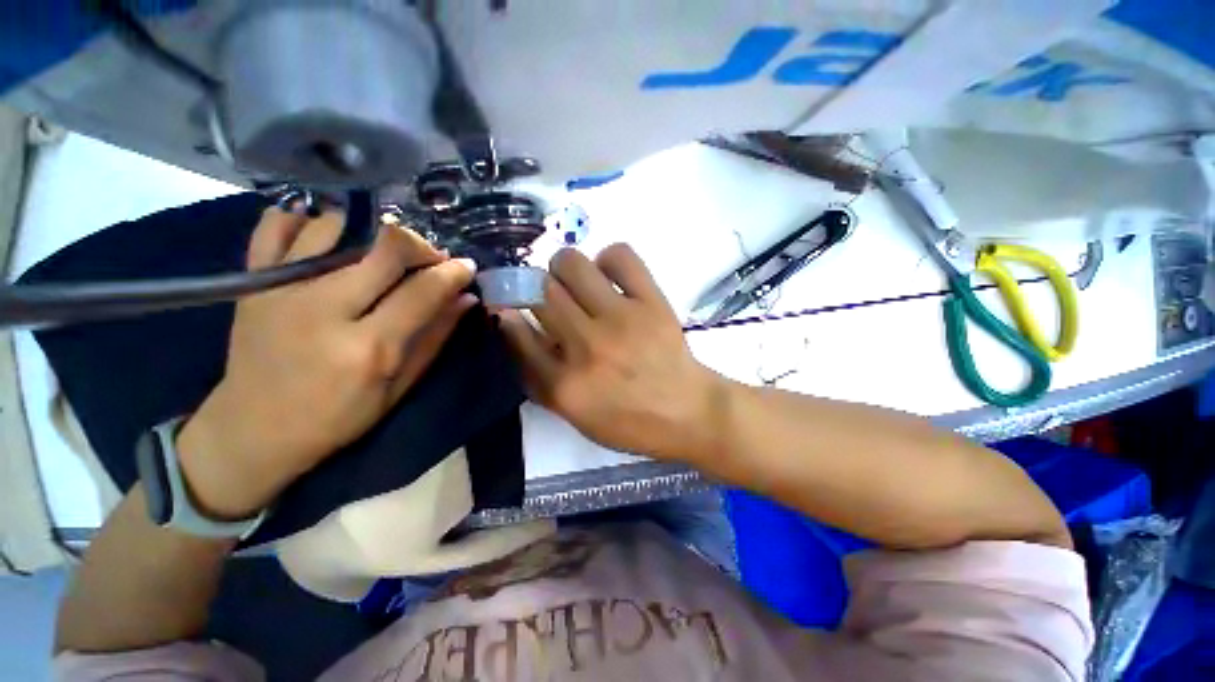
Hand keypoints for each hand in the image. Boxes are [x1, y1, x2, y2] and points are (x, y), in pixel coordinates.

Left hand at [177, 207, 476, 518]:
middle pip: (386, 248)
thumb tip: (465, 299)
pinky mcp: (252, 281)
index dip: (453, 273)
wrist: (251, 430)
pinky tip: (331, 233)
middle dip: (421, 246)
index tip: (466, 267)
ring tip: (386, 252)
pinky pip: (276, 225)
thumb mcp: (398, 388)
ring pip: (338, 227)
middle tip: (431, 259)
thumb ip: (434, 339)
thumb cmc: (336, 417)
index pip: (423, 291)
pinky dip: (307, 218)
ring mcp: (281, 288)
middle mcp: (324, 309)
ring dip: (374, 232)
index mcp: (367, 347)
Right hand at [500, 244, 726, 460]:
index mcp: (565, 384)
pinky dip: (608, 259)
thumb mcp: (574, 414)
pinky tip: (610, 278)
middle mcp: (587, 346)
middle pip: (540, 290)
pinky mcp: (651, 302)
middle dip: (535, 288)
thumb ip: (538, 376)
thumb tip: (512, 325)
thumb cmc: (629, 420)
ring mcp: (622, 319)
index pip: (515, 332)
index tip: (507, 305)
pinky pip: (619, 255)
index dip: (506, 312)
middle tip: (550, 297)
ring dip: (564, 269)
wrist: (687, 411)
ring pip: (571, 263)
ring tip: (577, 284)